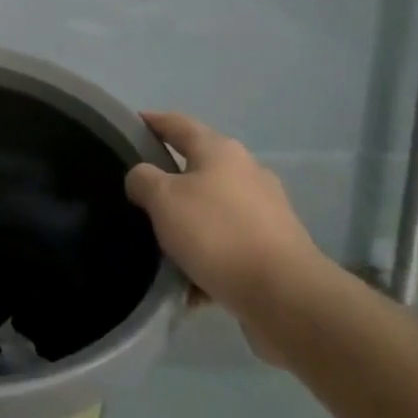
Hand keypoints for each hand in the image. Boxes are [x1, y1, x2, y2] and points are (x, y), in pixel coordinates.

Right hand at [126, 112, 328, 333]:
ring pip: (212, 210)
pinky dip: (208, 258)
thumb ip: (143, 180)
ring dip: (188, 225)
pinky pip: (229, 245)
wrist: (286, 296)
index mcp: (220, 151)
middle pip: (197, 168)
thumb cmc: (218, 233)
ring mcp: (266, 211)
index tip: (132, 124)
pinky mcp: (275, 248)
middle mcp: (246, 173)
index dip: (153, 121)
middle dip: (169, 181)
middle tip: (139, 195)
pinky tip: (189, 284)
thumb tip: (143, 178)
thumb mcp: (163, 199)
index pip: (178, 124)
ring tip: (160, 247)